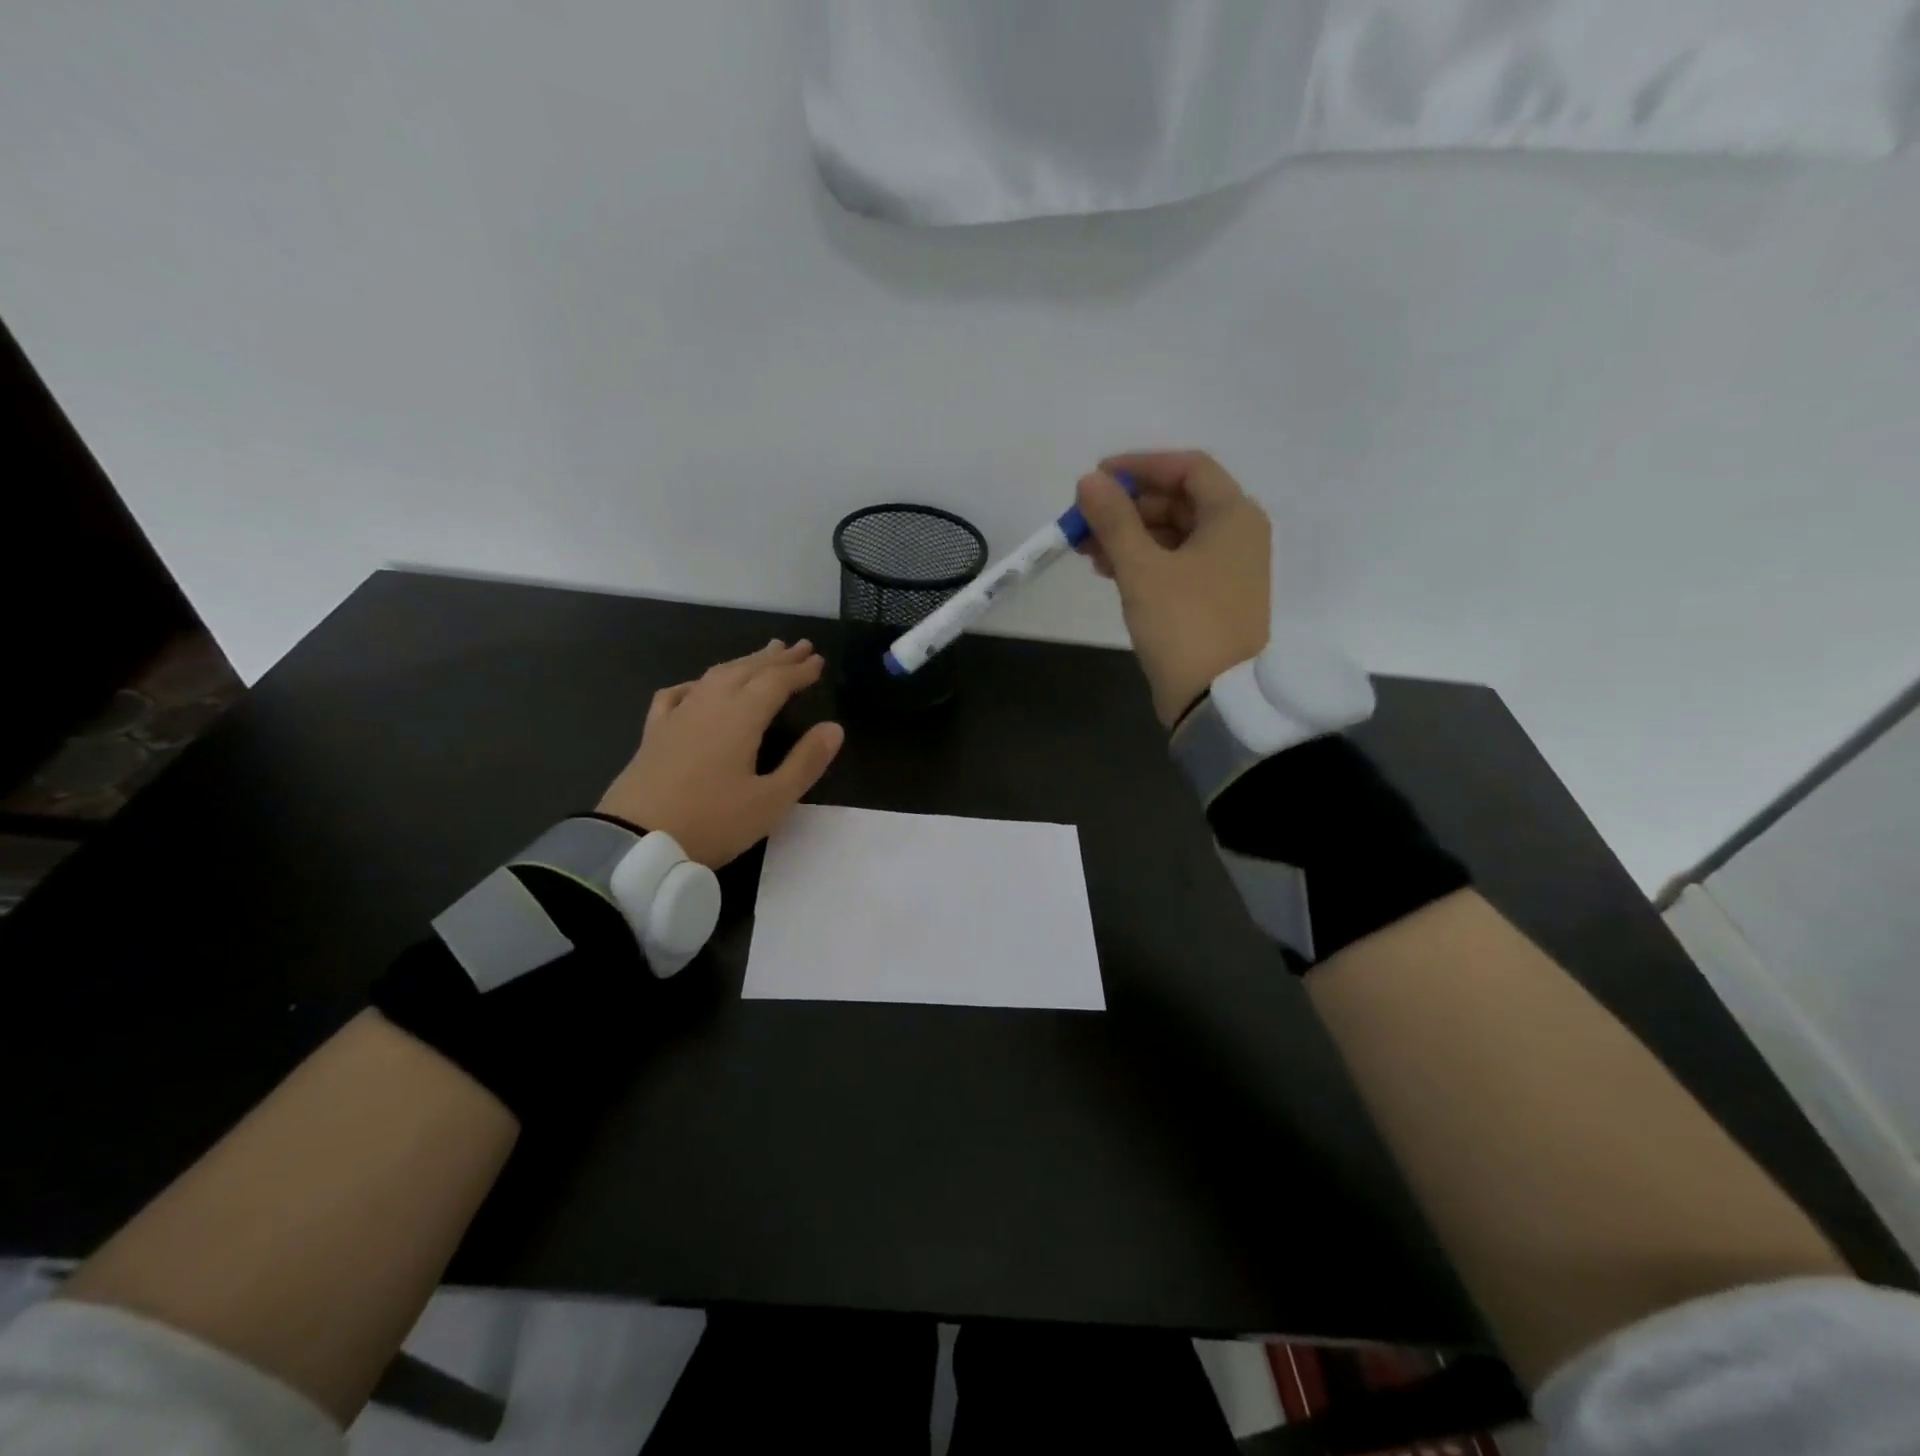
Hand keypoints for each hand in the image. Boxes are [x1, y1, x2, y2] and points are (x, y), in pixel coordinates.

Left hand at [597, 640, 844, 867]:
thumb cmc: (712, 822)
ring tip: (759, 656)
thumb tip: (834, 728)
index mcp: (740, 717)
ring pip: (714, 676)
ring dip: (742, 663)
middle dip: (775, 658)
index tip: (817, 659)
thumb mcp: (771, 800)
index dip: (799, 670)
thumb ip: (805, 762)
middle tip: (798, 646)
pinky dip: (695, 683)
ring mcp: (677, 717)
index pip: (775, 682)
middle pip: (746, 670)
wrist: (635, 842)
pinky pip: (676, 695)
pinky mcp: (654, 734)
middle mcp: (709, 705)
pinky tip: (697, 686)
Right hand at [1075, 450, 1271, 725]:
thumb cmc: (1183, 624)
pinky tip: (1107, 570)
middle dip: (1127, 507)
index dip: (1140, 466)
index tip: (1097, 478)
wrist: (1215, 699)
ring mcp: (1225, 569)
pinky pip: (1174, 562)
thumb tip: (1089, 482)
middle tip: (1083, 520)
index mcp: (1233, 516)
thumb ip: (1114, 520)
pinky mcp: (1211, 597)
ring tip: (1085, 549)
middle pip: (1178, 500)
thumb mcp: (1142, 569)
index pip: (1188, 467)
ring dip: (1129, 535)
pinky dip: (1142, 560)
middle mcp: (1236, 535)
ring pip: (1172, 534)